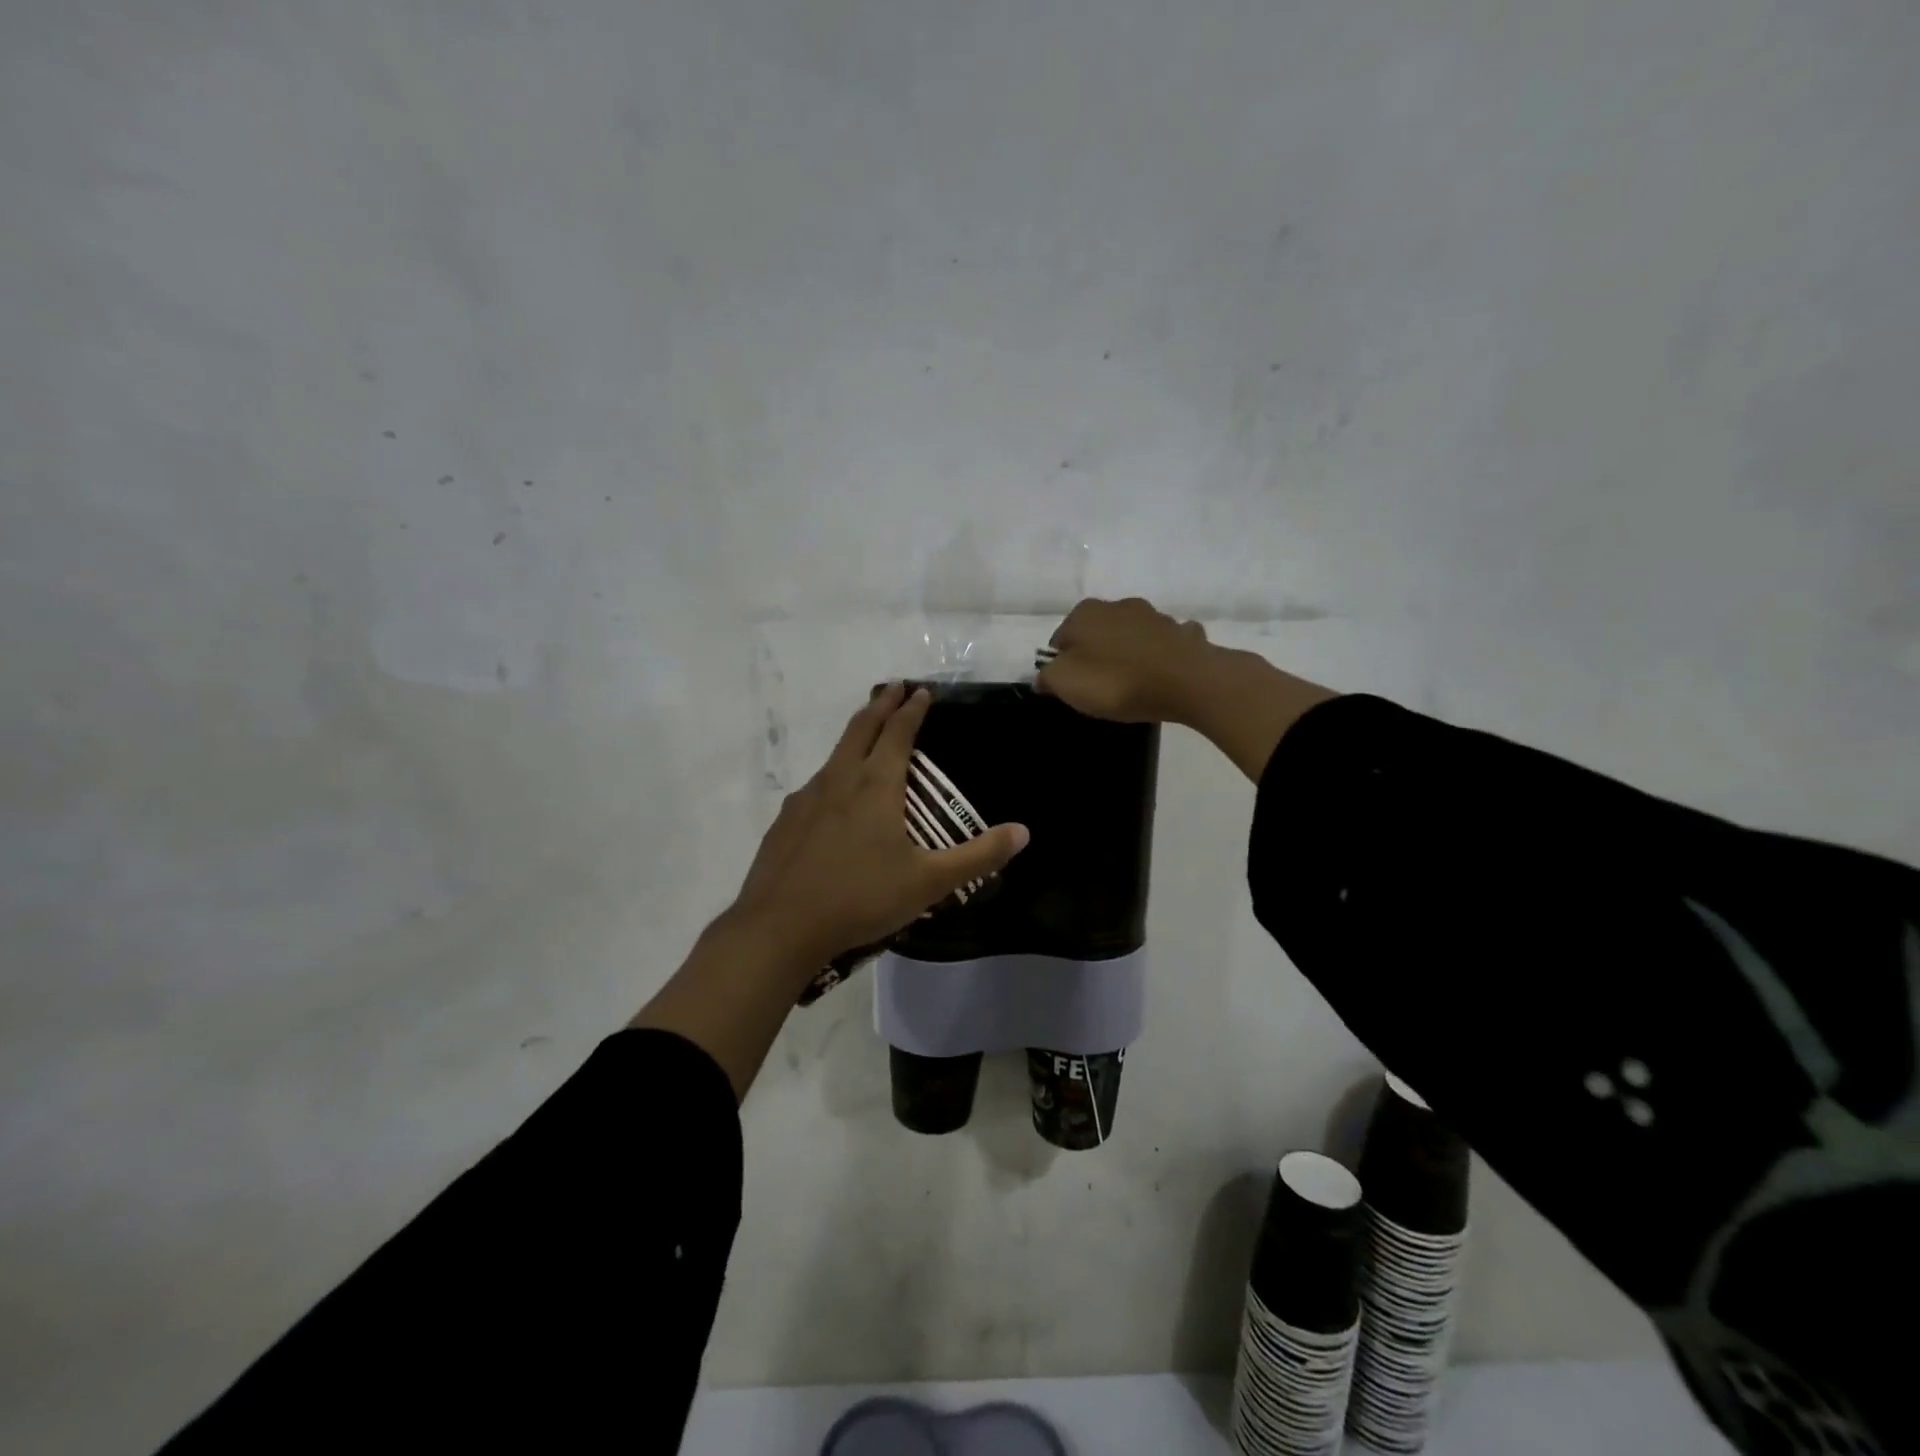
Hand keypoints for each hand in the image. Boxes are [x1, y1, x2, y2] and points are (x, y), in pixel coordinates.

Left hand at [728, 683, 1030, 966]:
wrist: (779, 927)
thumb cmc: (861, 898)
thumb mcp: (929, 882)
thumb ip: (978, 856)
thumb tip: (1023, 832)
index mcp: (876, 785)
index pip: (898, 732)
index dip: (912, 709)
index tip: (922, 691)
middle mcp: (839, 779)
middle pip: (861, 728)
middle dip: (881, 704)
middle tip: (894, 688)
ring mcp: (806, 798)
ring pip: (835, 753)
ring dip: (855, 734)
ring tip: (868, 734)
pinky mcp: (785, 821)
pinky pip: (816, 784)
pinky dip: (834, 772)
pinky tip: (834, 796)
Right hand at [1038, 596, 1338, 781]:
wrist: (1188, 682)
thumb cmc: (1117, 681)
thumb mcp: (1066, 683)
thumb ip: (1048, 677)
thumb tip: (1043, 676)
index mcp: (1086, 613)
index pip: (1061, 638)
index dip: (1061, 664)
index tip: (1070, 687)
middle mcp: (1119, 605)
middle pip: (1096, 633)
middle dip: (1095, 654)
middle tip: (1098, 688)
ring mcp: (1155, 617)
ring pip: (1131, 636)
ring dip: (1128, 653)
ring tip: (1130, 684)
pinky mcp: (1183, 634)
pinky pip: (1164, 646)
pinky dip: (1159, 657)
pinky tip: (1162, 676)